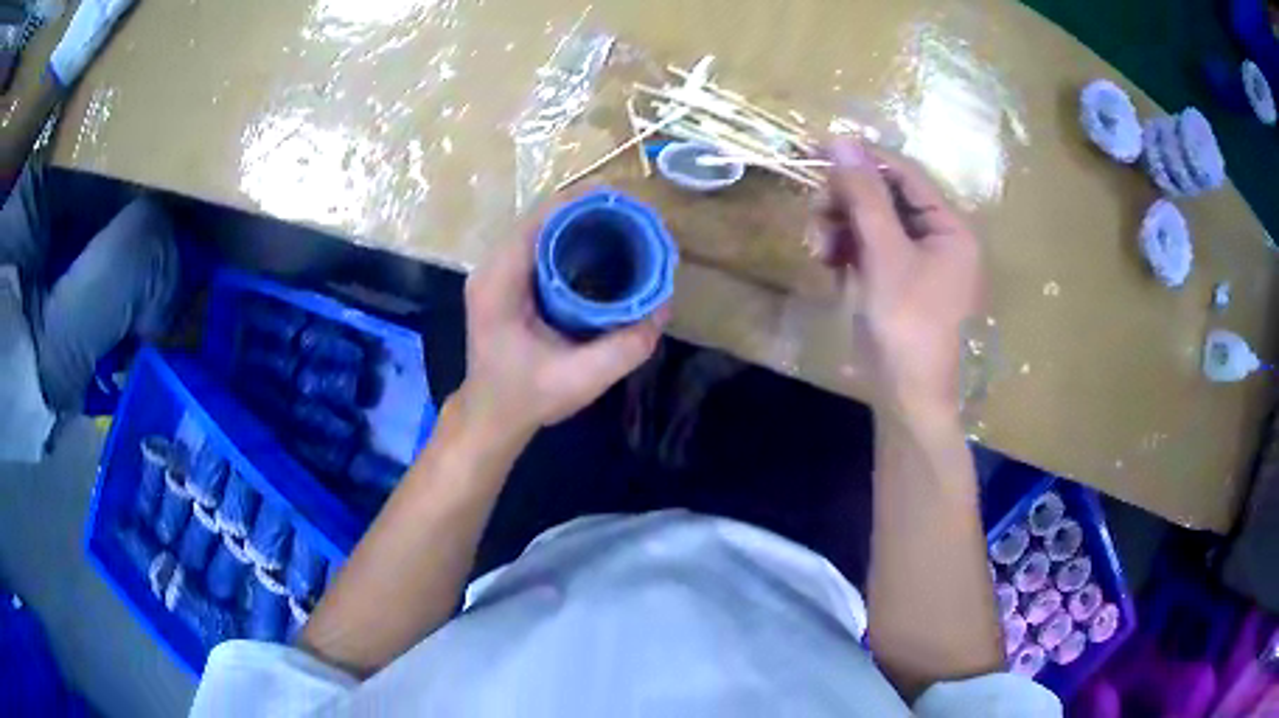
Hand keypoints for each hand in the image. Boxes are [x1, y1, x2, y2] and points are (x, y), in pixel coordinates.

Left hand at [457, 214, 667, 441]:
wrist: (490, 416)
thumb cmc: (526, 398)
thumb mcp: (581, 379)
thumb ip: (624, 347)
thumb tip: (663, 307)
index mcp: (499, 282)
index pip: (540, 221)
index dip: (582, 202)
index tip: (624, 201)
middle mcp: (492, 267)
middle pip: (542, 219)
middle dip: (587, 211)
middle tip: (633, 217)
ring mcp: (495, 272)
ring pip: (540, 229)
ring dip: (579, 223)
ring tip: (623, 225)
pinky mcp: (504, 281)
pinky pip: (538, 245)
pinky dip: (569, 240)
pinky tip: (599, 248)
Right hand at [814, 139, 981, 426]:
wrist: (907, 398)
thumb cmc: (908, 324)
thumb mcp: (885, 255)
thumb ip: (864, 195)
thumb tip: (841, 140)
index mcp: (951, 228)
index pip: (906, 175)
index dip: (865, 159)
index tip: (820, 148)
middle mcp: (939, 239)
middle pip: (887, 198)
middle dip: (847, 202)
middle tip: (815, 211)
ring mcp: (918, 262)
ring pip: (872, 223)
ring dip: (841, 227)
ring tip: (818, 247)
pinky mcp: (898, 282)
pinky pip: (869, 250)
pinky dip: (846, 251)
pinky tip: (828, 263)